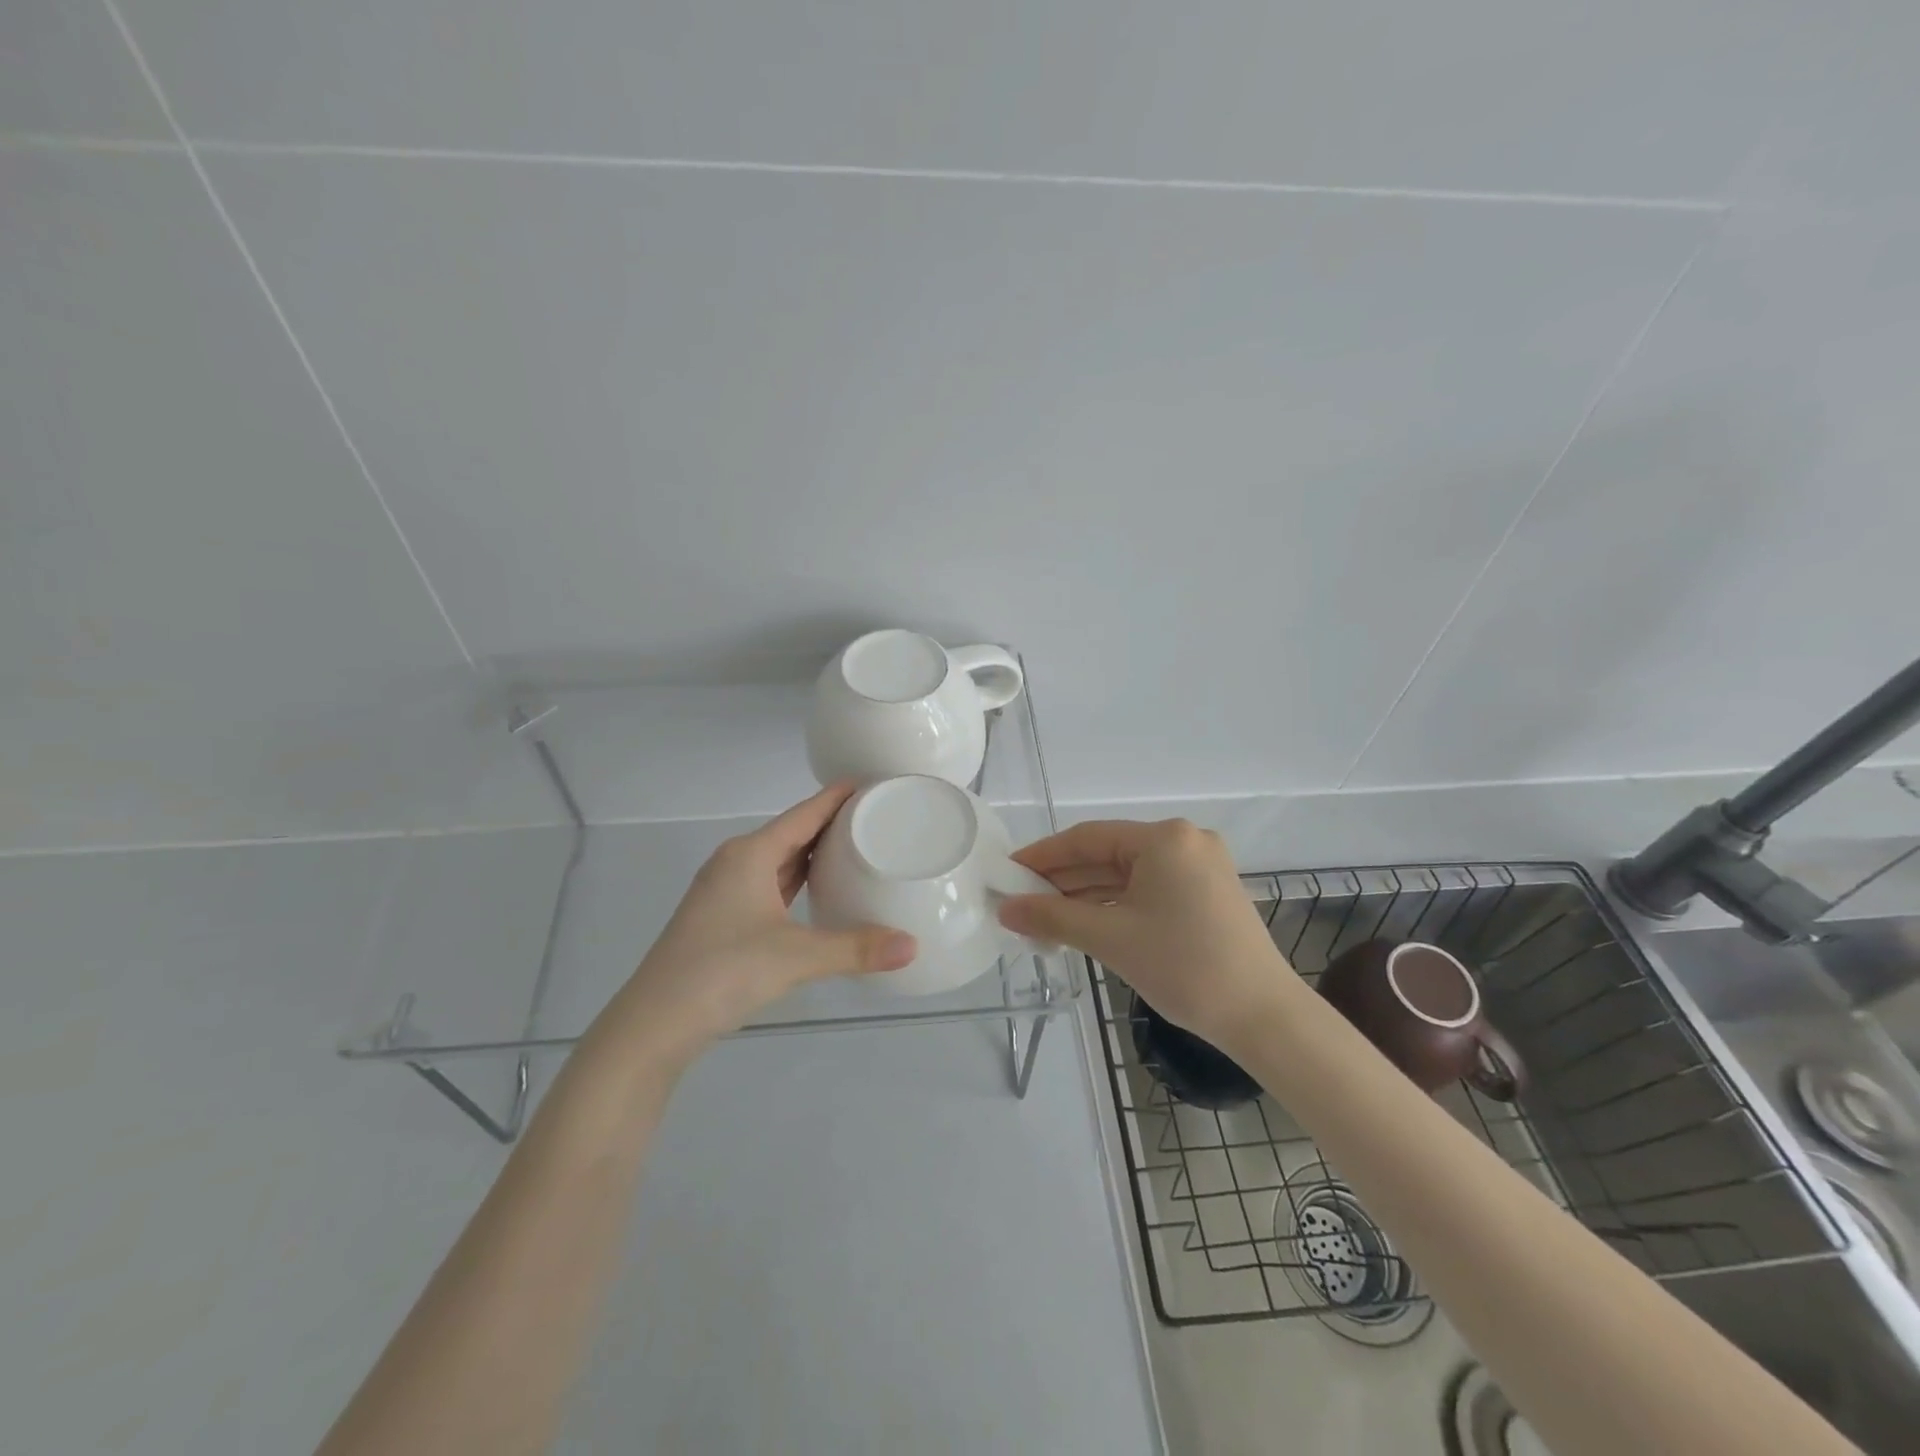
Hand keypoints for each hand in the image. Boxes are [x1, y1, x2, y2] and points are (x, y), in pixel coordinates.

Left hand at [610, 784, 915, 1060]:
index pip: (804, 813)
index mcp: (750, 854)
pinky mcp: (723, 918)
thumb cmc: (723, 972)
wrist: (654, 1023)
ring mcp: (725, 891)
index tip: (872, 783)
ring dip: (814, 853)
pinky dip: (797, 880)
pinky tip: (819, 891)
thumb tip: (912, 946)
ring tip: (857, 848)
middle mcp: (736, 863)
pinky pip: (770, 884)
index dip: (837, 797)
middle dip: (832, 823)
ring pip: (779, 860)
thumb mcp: (796, 957)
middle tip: (877, 817)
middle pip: (792, 832)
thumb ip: (855, 948)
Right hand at [997, 819, 1291, 1044]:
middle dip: (1063, 879)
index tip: (1008, 873)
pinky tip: (1086, 922)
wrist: (1263, 1017)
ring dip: (1087, 895)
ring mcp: (1200, 867)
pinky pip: (1149, 889)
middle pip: (1108, 854)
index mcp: (1164, 838)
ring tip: (1044, 917)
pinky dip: (1116, 905)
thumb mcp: (1110, 939)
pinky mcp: (1207, 893)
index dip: (1043, 856)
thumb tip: (1005, 910)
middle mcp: (1184, 841)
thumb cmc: (1184, 967)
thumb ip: (1052, 918)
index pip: (1088, 838)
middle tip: (1020, 900)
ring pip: (1128, 874)